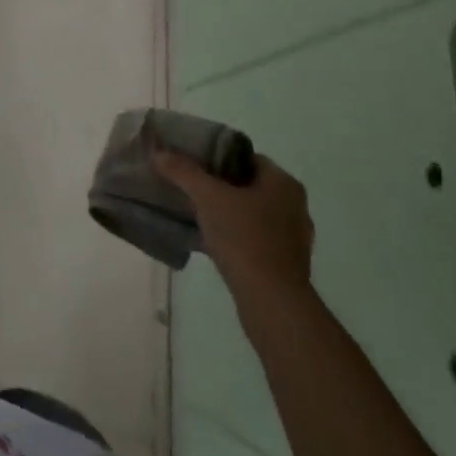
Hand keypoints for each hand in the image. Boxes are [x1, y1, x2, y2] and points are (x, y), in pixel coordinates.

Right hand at [153, 148, 313, 305]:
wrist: (272, 302)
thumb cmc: (244, 238)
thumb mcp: (207, 197)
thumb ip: (184, 172)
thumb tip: (159, 154)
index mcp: (284, 183)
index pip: (247, 158)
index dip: (218, 157)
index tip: (193, 163)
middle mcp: (295, 206)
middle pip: (249, 185)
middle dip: (221, 186)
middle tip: (191, 186)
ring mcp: (294, 238)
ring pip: (253, 213)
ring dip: (228, 212)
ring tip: (198, 213)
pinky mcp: (287, 264)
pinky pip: (256, 238)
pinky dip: (236, 235)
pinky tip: (213, 241)